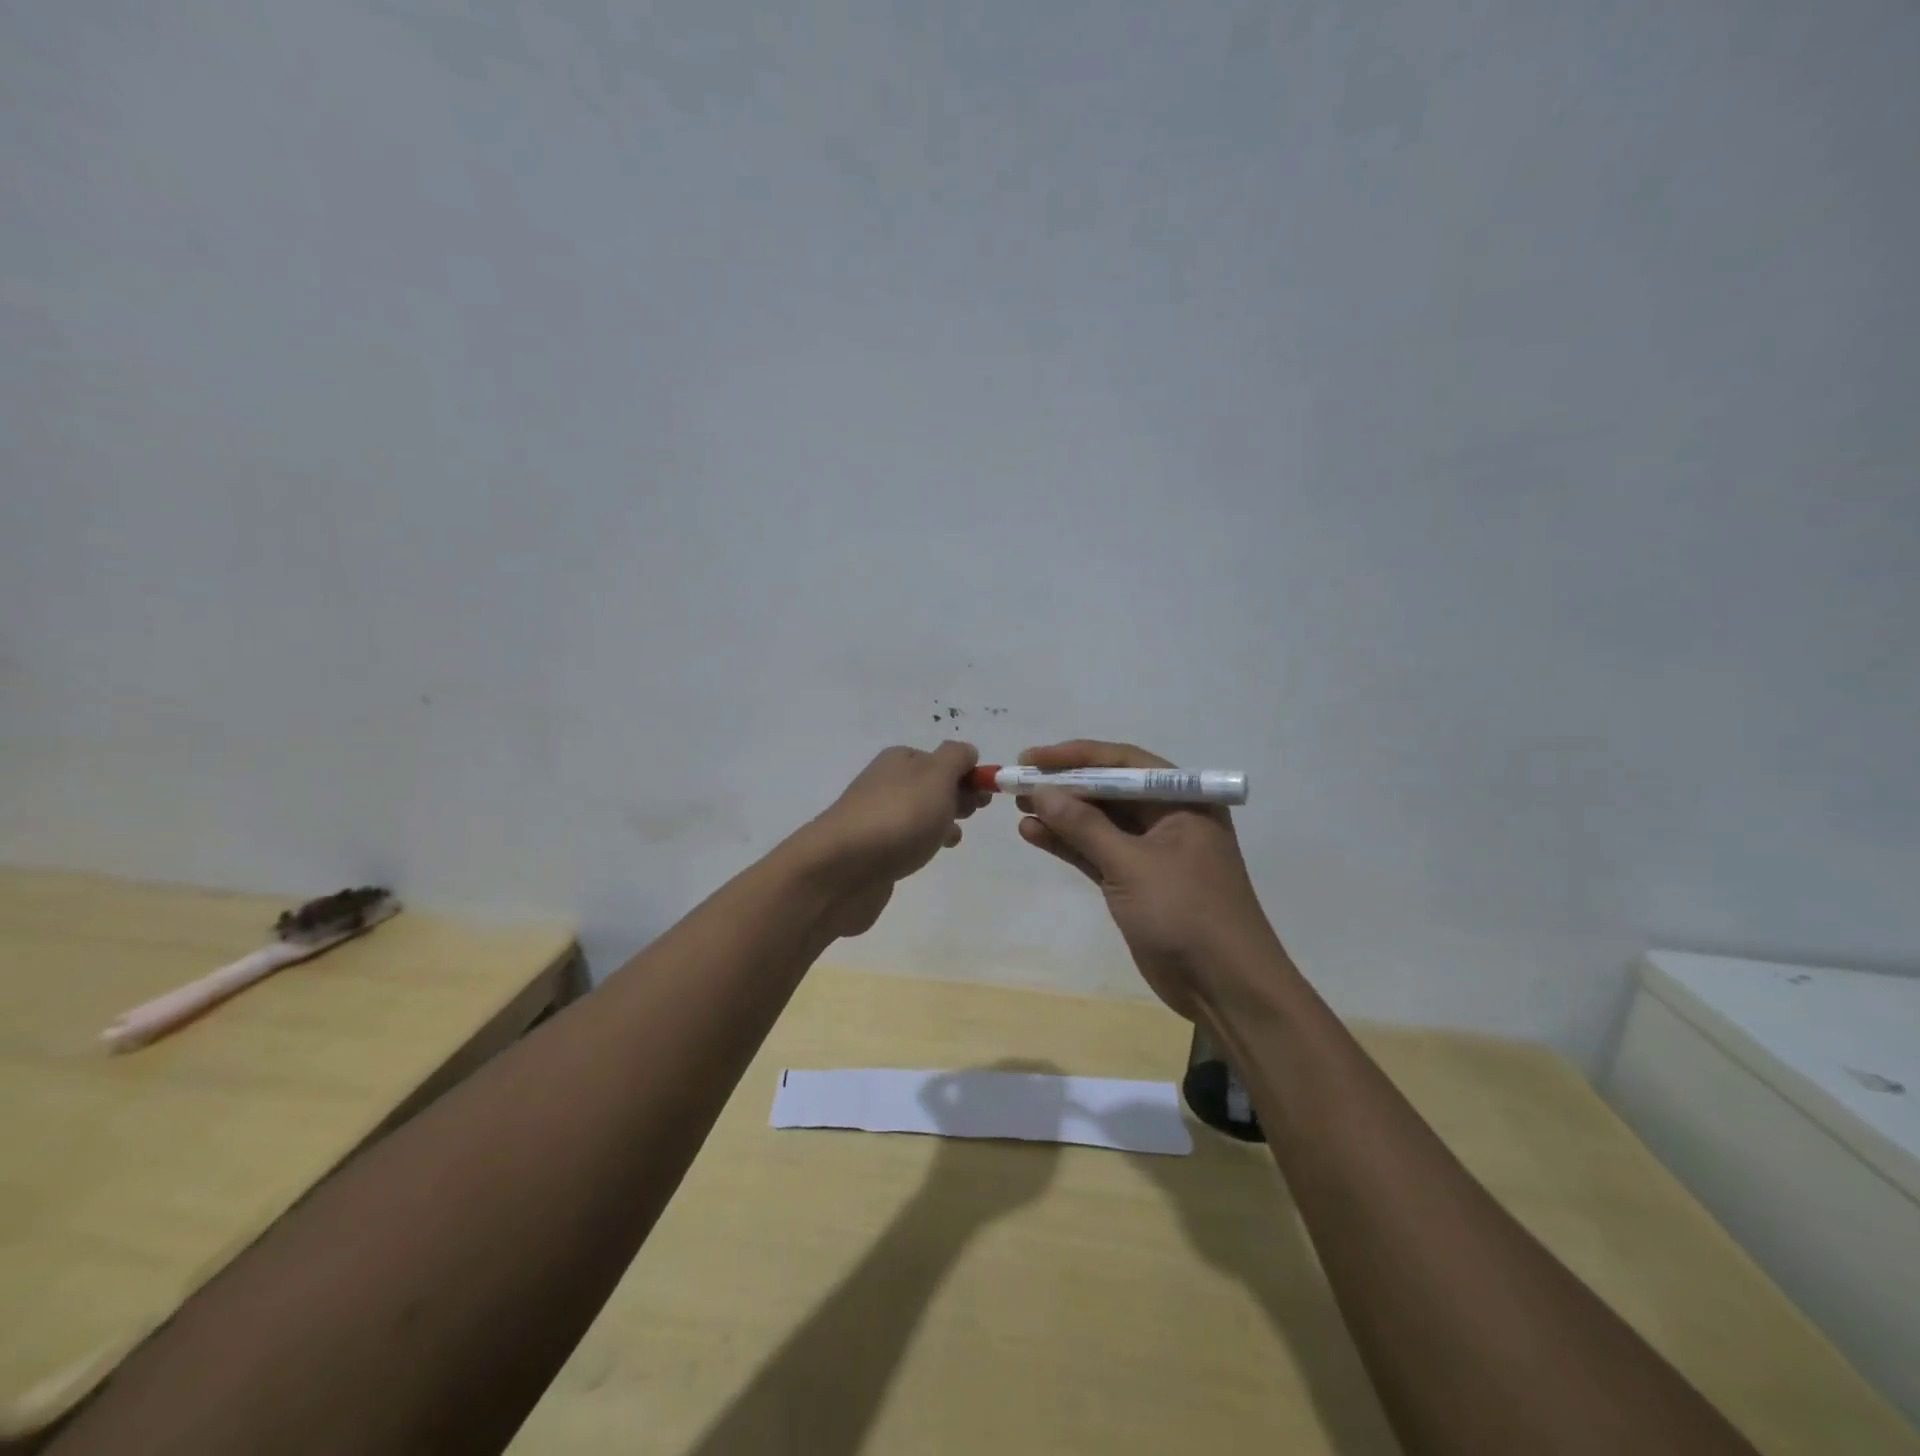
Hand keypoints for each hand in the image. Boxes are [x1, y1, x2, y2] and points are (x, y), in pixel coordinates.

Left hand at [793, 741, 989, 937]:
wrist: (841, 869)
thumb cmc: (897, 818)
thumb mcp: (937, 776)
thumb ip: (956, 758)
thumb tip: (966, 753)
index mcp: (900, 760)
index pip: (944, 759)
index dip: (968, 775)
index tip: (984, 799)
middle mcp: (886, 783)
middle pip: (931, 785)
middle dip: (956, 798)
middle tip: (969, 816)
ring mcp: (876, 817)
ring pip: (919, 814)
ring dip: (940, 822)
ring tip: (951, 840)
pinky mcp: (871, 850)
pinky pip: (905, 840)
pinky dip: (921, 844)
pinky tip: (927, 856)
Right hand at [1013, 740, 1275, 1018]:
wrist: (1224, 987)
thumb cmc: (1186, 913)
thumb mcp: (1132, 865)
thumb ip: (1084, 826)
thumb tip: (1041, 791)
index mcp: (1182, 800)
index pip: (1123, 763)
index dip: (1075, 757)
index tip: (1032, 758)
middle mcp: (1168, 818)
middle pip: (1109, 790)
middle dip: (1064, 785)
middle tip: (1018, 781)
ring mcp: (1152, 852)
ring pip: (1099, 822)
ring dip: (1061, 815)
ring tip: (1017, 806)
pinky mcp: (1136, 882)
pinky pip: (1097, 852)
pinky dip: (1068, 843)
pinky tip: (1033, 833)